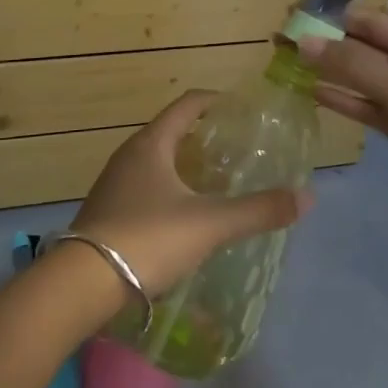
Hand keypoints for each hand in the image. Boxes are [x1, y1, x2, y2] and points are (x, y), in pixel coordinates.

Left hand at [70, 91, 312, 296]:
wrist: (81, 285)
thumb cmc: (147, 239)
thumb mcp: (208, 224)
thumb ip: (257, 210)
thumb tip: (306, 197)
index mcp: (151, 143)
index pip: (187, 105)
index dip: (214, 101)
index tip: (240, 109)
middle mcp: (129, 155)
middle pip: (171, 132)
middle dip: (203, 137)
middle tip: (237, 150)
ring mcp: (114, 184)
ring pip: (156, 162)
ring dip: (185, 166)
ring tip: (216, 183)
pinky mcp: (107, 212)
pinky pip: (144, 188)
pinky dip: (168, 190)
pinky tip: (184, 216)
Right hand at [299, 7, 387, 223]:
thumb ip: (352, 65)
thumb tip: (304, 43)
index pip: (366, 21)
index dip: (328, 20)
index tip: (290, 21)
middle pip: (361, 48)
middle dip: (324, 46)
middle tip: (279, 45)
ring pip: (361, 79)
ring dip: (329, 73)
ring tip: (288, 67)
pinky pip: (367, 107)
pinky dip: (344, 100)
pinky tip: (314, 94)